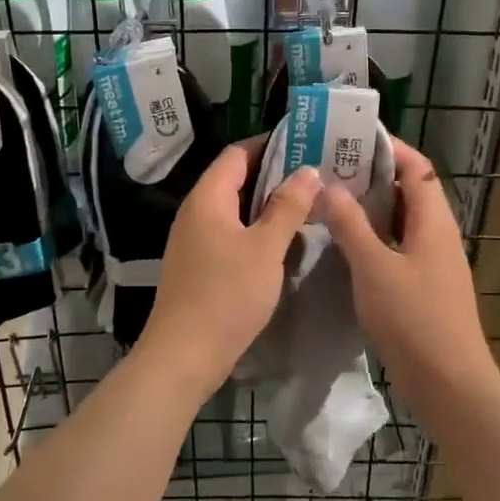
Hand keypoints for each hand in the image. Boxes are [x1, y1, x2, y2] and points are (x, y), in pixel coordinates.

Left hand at [137, 142, 321, 395]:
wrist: (183, 356)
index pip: (238, 154)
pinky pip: (231, 233)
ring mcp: (195, 240)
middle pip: (236, 179)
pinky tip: (284, 241)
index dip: (271, 145)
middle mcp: (196, 212)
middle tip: (316, 175)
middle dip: (275, 175)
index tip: (307, 144)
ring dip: (268, 205)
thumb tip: (308, 170)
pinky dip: (257, 229)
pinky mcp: (199, 265)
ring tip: (308, 204)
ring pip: (235, 209)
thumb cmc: (227, 295)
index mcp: (207, 198)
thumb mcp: (266, 248)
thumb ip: (288, 206)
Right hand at [319, 139, 489, 388]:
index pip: (417, 167)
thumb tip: (330, 186)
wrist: (448, 384)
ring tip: (330, 199)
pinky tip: (343, 245)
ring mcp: (433, 263)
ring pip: (401, 222)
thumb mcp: (375, 267)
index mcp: (434, 221)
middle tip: (330, 168)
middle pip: (409, 192)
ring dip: (371, 208)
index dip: (390, 148)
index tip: (352, 138)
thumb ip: (351, 225)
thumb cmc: (414, 319)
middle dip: (373, 176)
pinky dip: (373, 238)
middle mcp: (438, 235)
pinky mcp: (423, 288)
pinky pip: (397, 248)